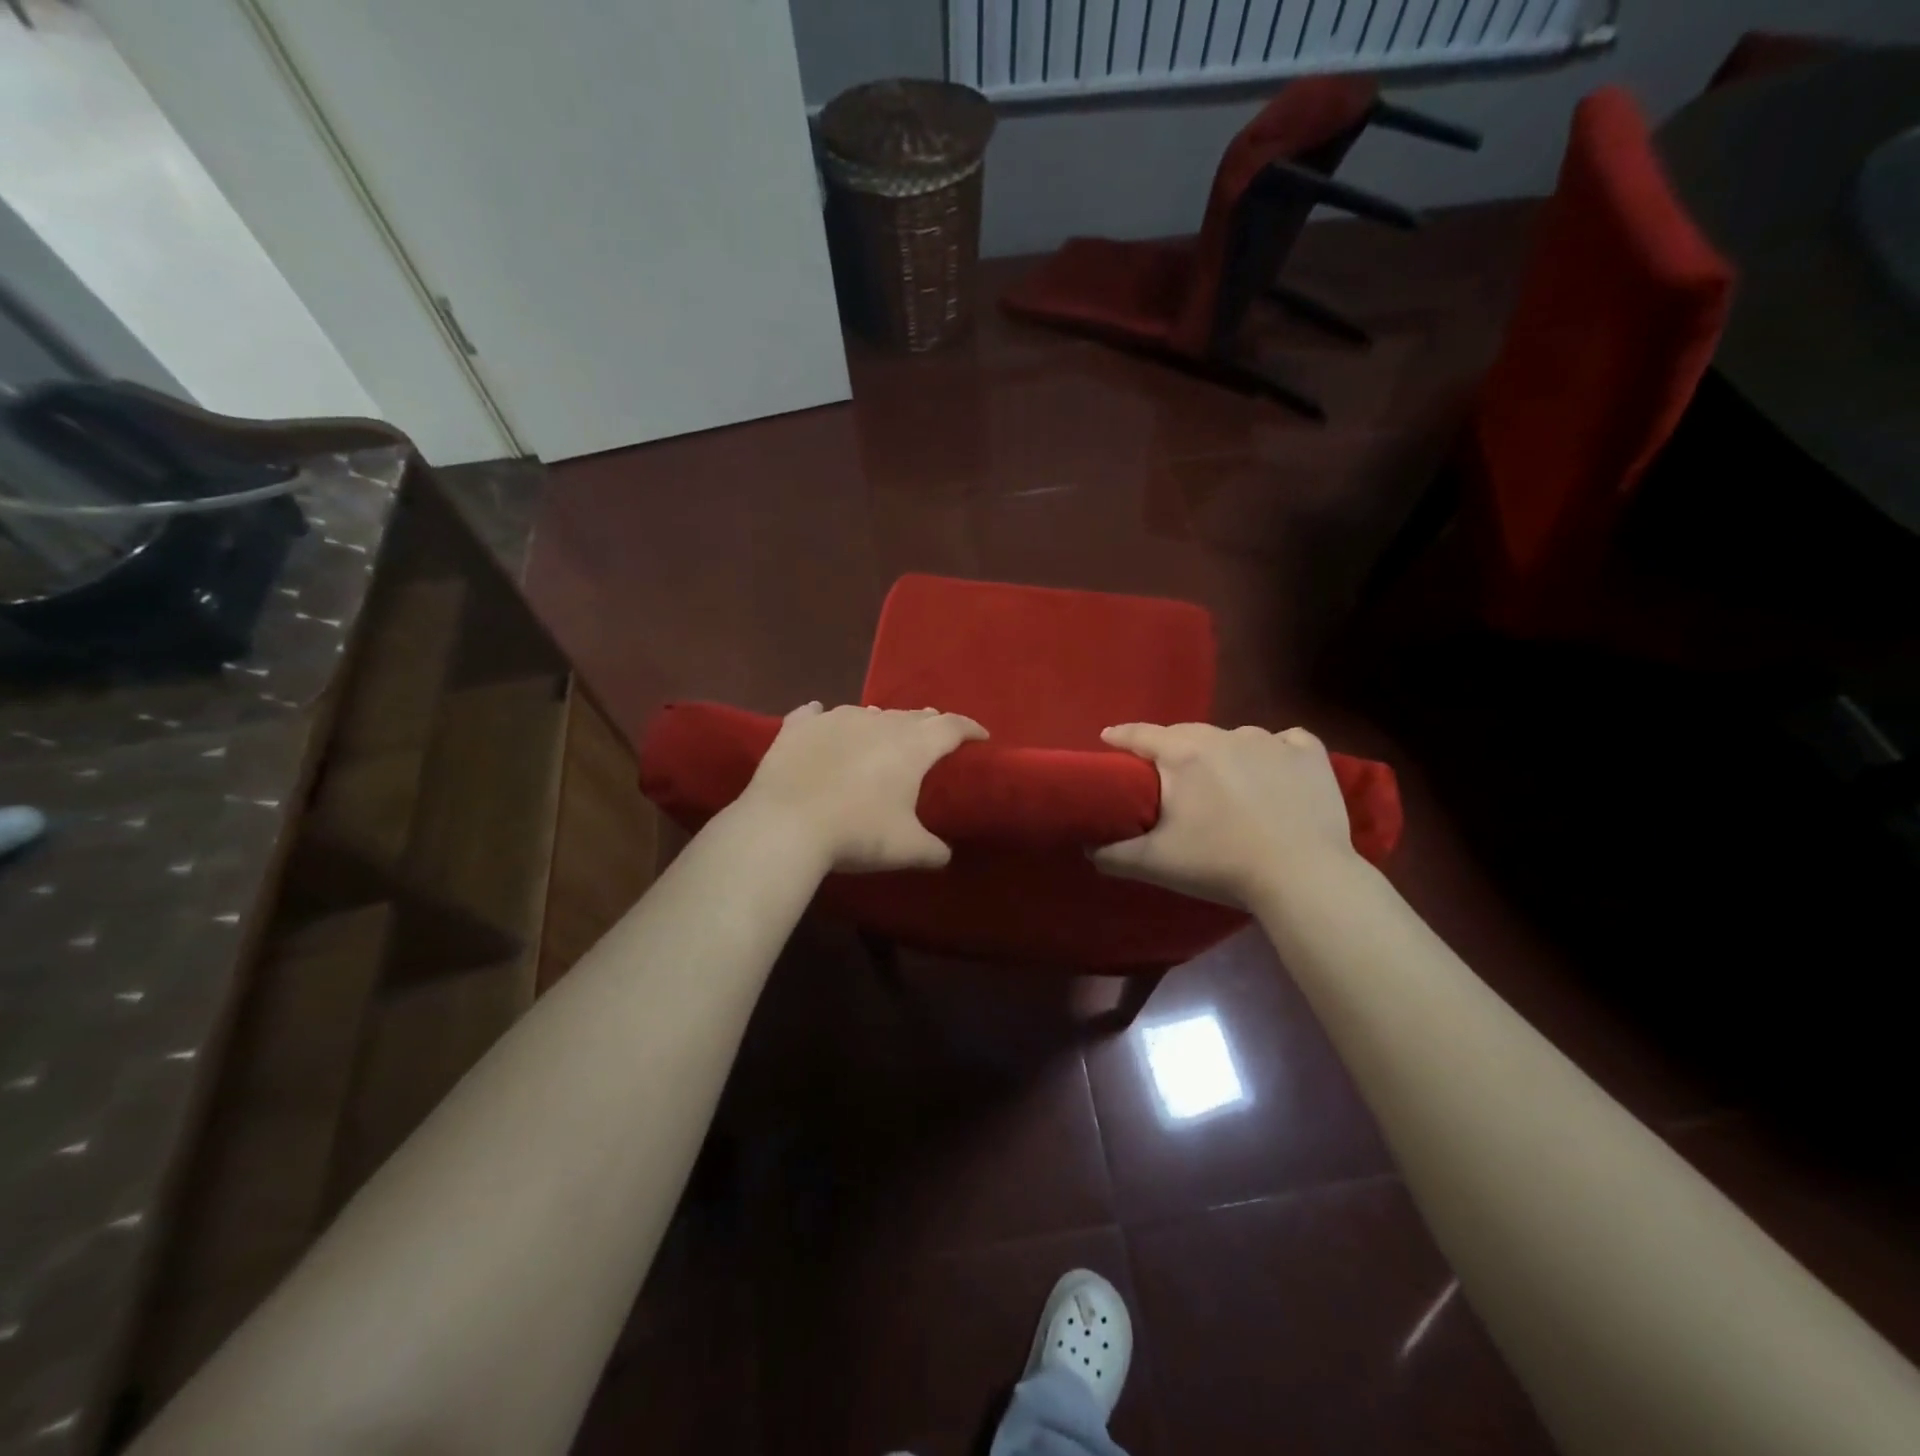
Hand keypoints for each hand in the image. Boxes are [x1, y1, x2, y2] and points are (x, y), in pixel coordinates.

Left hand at [737, 702, 987, 872]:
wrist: (785, 825)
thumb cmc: (857, 833)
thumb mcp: (906, 849)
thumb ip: (933, 850)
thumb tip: (945, 855)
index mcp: (911, 746)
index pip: (951, 726)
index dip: (970, 729)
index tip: (980, 736)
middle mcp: (877, 721)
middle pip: (911, 716)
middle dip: (927, 725)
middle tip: (933, 738)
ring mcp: (835, 719)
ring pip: (867, 713)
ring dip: (880, 722)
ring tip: (882, 734)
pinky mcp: (798, 727)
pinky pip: (814, 715)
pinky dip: (822, 718)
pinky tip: (818, 717)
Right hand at [1091, 722, 1356, 907]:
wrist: (1303, 876)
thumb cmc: (1221, 864)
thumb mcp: (1156, 863)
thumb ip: (1113, 855)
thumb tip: (1088, 850)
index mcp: (1183, 754)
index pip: (1141, 734)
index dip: (1121, 736)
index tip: (1108, 737)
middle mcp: (1225, 735)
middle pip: (1186, 734)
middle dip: (1171, 749)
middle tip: (1168, 775)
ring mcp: (1272, 741)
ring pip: (1234, 739)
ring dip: (1223, 755)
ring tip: (1226, 784)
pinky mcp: (1310, 754)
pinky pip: (1285, 742)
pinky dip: (1275, 753)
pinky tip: (1275, 773)